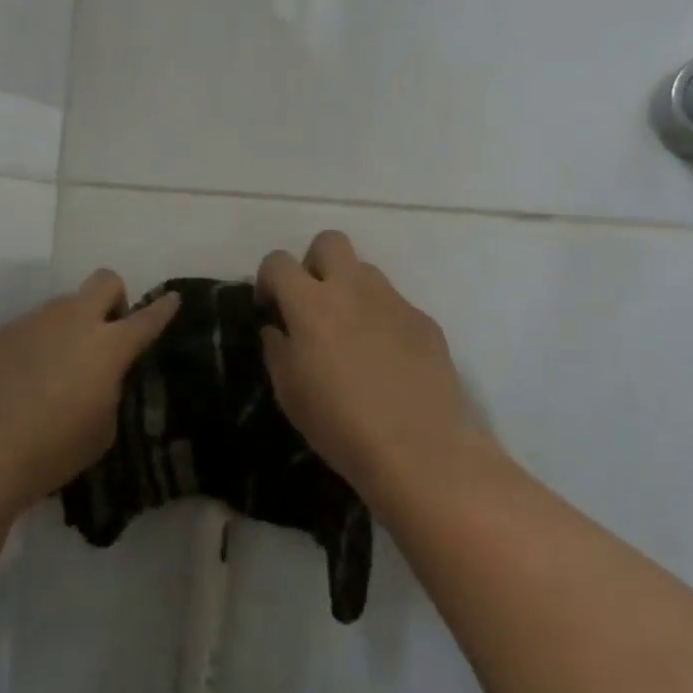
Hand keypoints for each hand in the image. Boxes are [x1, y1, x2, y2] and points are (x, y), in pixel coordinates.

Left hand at [0, 270, 178, 513]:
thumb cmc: (48, 453)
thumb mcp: (100, 432)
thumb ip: (108, 391)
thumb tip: (98, 377)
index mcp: (106, 347)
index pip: (146, 318)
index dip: (163, 308)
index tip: (171, 299)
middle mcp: (70, 321)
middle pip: (104, 281)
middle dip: (114, 299)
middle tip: (106, 334)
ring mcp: (28, 322)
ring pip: (60, 307)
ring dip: (68, 328)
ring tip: (52, 371)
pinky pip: (25, 329)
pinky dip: (32, 347)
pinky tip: (17, 383)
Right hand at [257, 231, 474, 512]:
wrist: (420, 450)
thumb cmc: (340, 424)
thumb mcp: (289, 392)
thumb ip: (277, 349)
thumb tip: (277, 328)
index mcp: (311, 303)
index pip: (278, 261)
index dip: (268, 278)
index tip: (270, 306)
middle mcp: (352, 289)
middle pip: (329, 242)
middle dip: (313, 263)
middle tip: (312, 303)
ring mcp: (393, 301)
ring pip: (365, 271)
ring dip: (350, 289)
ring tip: (350, 334)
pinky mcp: (424, 320)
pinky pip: (394, 304)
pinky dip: (381, 319)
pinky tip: (386, 360)